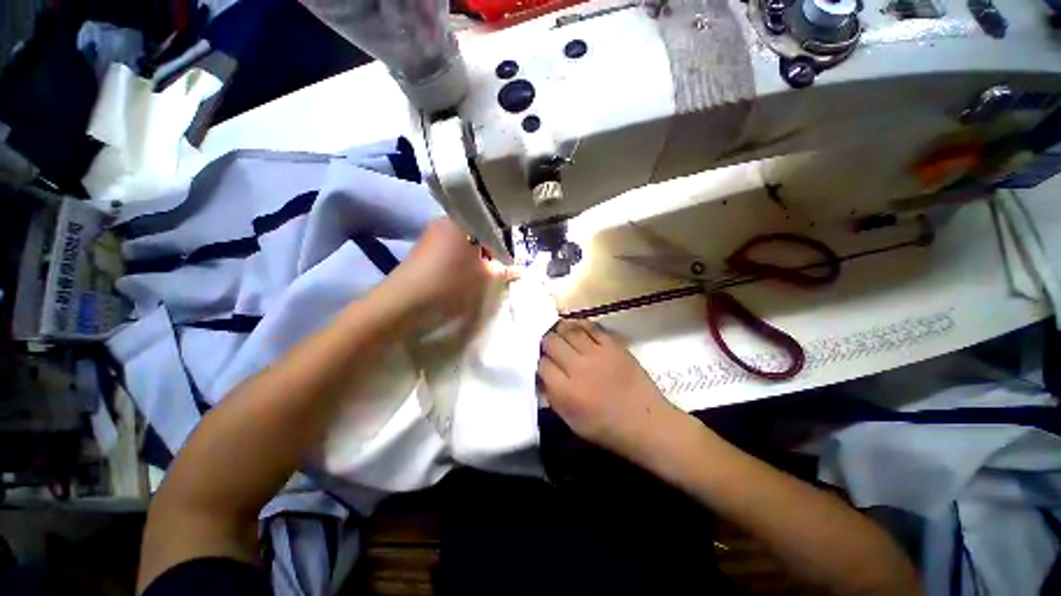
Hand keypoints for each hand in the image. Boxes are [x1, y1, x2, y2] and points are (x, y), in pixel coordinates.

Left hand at [378, 217, 510, 323]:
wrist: (404, 302)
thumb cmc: (450, 283)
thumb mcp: (483, 278)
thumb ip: (503, 270)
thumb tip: (519, 269)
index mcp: (462, 221)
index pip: (492, 223)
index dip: (504, 240)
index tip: (510, 256)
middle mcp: (446, 221)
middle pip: (477, 231)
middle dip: (490, 248)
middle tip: (499, 265)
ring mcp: (432, 234)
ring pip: (464, 241)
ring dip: (477, 255)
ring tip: (484, 272)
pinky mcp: (424, 248)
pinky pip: (451, 248)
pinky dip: (462, 258)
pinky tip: (465, 273)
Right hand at [538, 320, 682, 457]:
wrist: (645, 422)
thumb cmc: (606, 427)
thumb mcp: (571, 421)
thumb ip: (552, 396)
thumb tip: (542, 375)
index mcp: (566, 391)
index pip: (542, 365)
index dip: (539, 362)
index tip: (543, 362)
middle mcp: (578, 368)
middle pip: (551, 342)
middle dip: (546, 342)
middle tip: (548, 345)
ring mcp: (597, 354)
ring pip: (569, 331)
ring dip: (560, 330)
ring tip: (558, 331)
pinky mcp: (613, 345)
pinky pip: (591, 327)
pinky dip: (580, 324)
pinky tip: (576, 327)